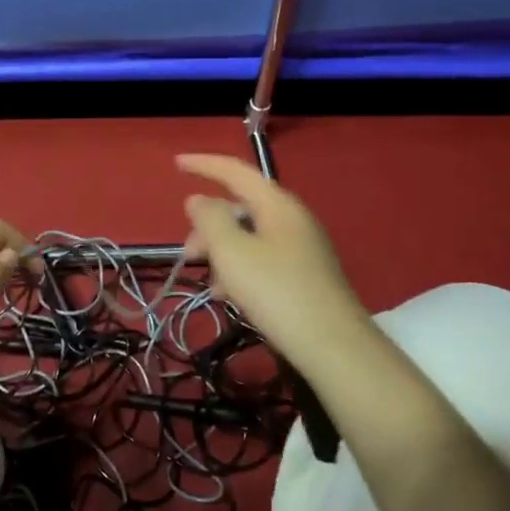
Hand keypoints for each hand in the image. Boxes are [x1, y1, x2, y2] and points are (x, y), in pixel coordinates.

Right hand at [177, 153, 368, 363]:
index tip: (175, 164)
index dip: (203, 165)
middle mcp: (292, 219)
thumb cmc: (276, 291)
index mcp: (277, 204)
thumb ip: (210, 220)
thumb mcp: (232, 252)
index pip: (235, 171)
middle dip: (209, 226)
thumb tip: (199, 200)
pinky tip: (230, 297)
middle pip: (240, 208)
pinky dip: (239, 270)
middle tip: (188, 255)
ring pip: (249, 237)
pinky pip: (261, 259)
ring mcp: (301, 248)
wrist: (333, 346)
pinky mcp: (304, 275)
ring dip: (222, 252)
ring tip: (211, 284)